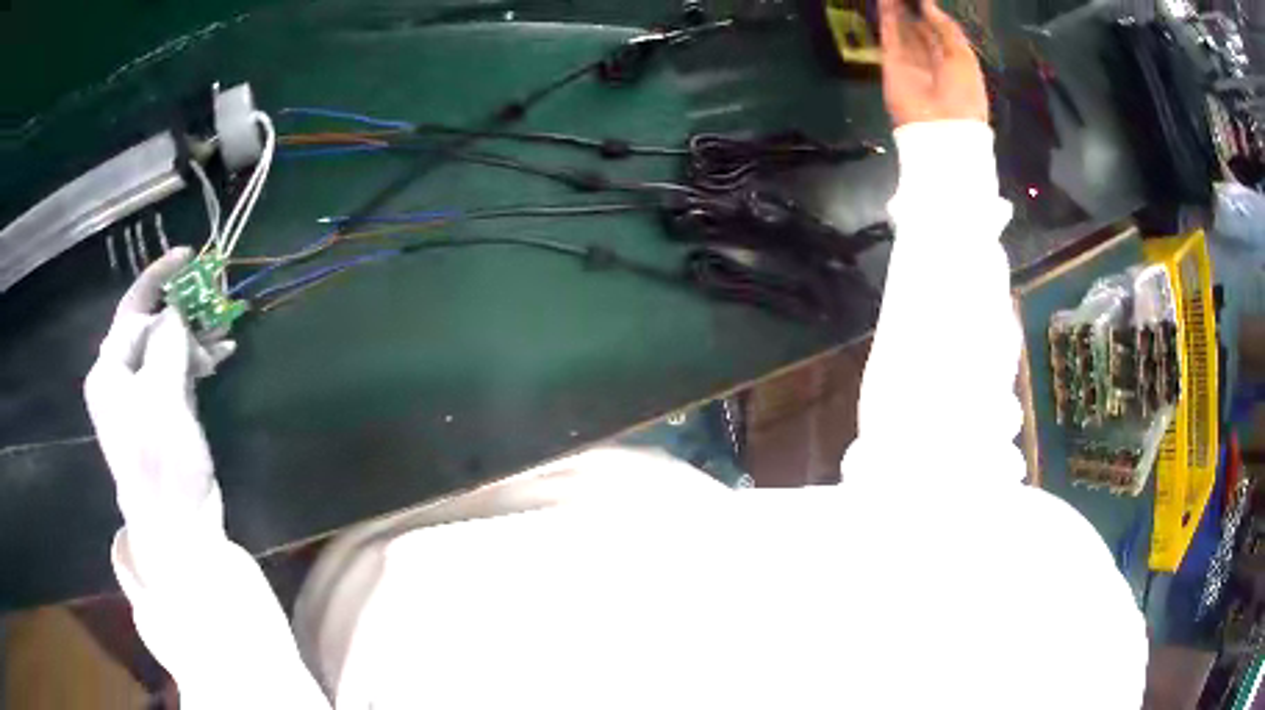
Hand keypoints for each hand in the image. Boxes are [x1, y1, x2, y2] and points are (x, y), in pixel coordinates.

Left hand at [84, 248, 235, 533]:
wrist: (178, 526)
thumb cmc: (161, 461)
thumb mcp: (162, 396)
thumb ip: (168, 342)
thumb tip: (178, 308)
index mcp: (109, 370)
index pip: (132, 310)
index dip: (159, 280)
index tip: (189, 257)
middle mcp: (122, 378)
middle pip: (151, 326)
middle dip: (183, 314)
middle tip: (215, 306)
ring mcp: (144, 396)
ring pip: (168, 349)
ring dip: (195, 338)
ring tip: (225, 335)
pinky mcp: (164, 413)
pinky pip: (179, 372)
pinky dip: (198, 362)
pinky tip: (221, 357)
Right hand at [880, 0, 987, 126]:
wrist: (942, 127)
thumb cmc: (963, 95)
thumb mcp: (964, 58)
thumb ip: (947, 29)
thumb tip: (928, 4)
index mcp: (953, 64)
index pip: (940, 34)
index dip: (932, 14)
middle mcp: (930, 61)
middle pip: (919, 29)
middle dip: (913, 9)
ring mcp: (909, 61)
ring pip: (901, 29)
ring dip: (897, 9)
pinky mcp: (891, 63)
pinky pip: (889, 35)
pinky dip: (886, 16)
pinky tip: (886, 0)